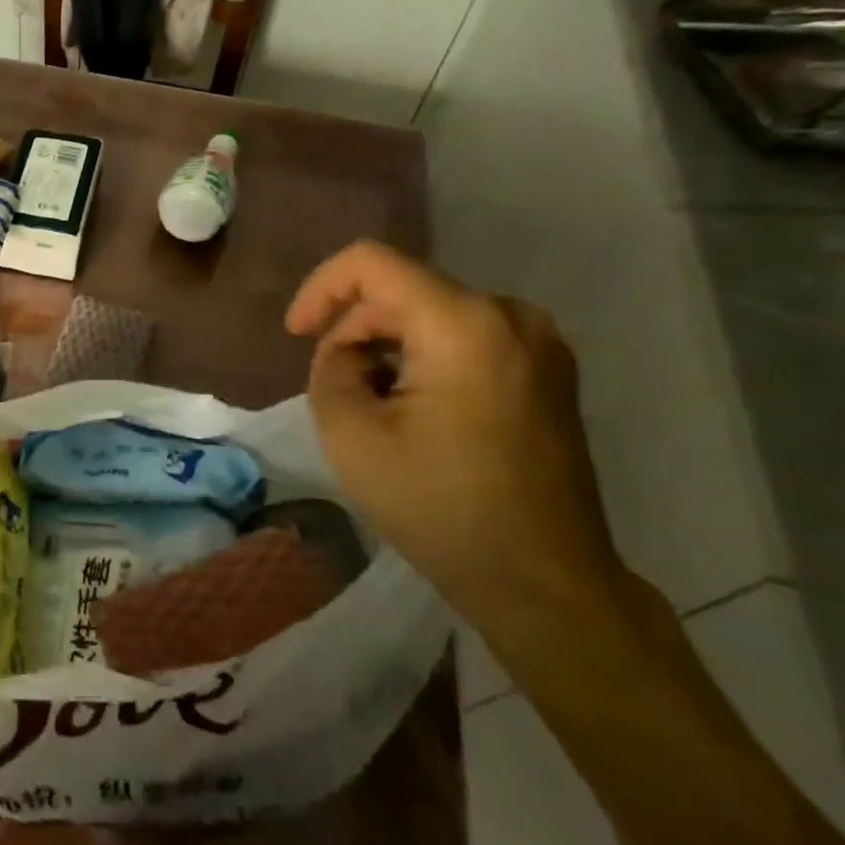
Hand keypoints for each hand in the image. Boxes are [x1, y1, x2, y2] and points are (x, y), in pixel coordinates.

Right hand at [285, 241, 623, 626]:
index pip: (371, 263)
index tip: (296, 335)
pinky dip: (426, 356)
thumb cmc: (440, 507)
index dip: (320, 289)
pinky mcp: (548, 371)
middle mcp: (511, 316)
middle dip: (354, 328)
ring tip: (370, 402)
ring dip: (387, 345)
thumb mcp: (351, 436)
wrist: (543, 581)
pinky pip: (468, 336)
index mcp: (464, 324)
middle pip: (403, 290)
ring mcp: (540, 342)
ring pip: (433, 313)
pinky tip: (413, 408)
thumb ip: (329, 369)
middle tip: (333, 384)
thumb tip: (349, 353)